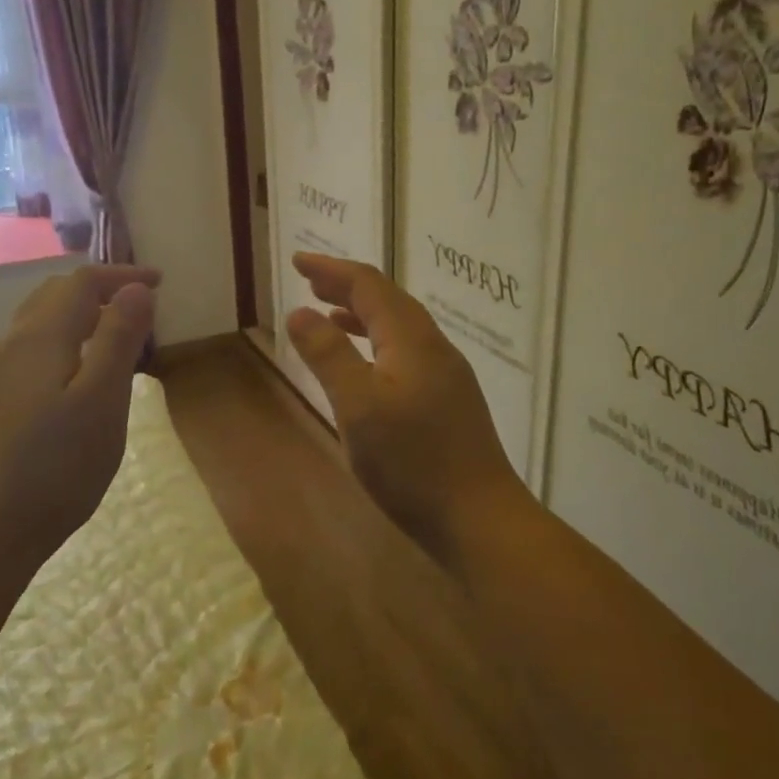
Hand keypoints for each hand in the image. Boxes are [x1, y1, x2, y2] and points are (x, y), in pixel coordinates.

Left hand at [0, 265, 160, 568]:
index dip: (121, 275)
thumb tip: (136, 289)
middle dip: (98, 290)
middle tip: (139, 307)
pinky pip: (29, 350)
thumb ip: (119, 339)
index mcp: (39, 337)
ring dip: (79, 316)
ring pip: (38, 323)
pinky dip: (62, 342)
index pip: (81, 282)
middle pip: (54, 295)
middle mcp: (9, 344)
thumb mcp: (102, 401)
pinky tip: (75, 377)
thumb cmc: (56, 467)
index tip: (159, 283)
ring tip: (113, 338)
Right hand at [287, 253, 527, 564]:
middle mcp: (433, 346)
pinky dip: (377, 344)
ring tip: (328, 315)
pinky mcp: (449, 400)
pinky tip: (366, 367)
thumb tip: (299, 311)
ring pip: (399, 327)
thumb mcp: (357, 407)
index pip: (369, 285)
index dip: (332, 269)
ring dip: (362, 314)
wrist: (479, 518)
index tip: (298, 260)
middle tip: (310, 280)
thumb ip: (328, 355)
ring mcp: (446, 374)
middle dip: (346, 286)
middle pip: (387, 300)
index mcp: (411, 339)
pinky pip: (406, 352)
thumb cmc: (412, 462)